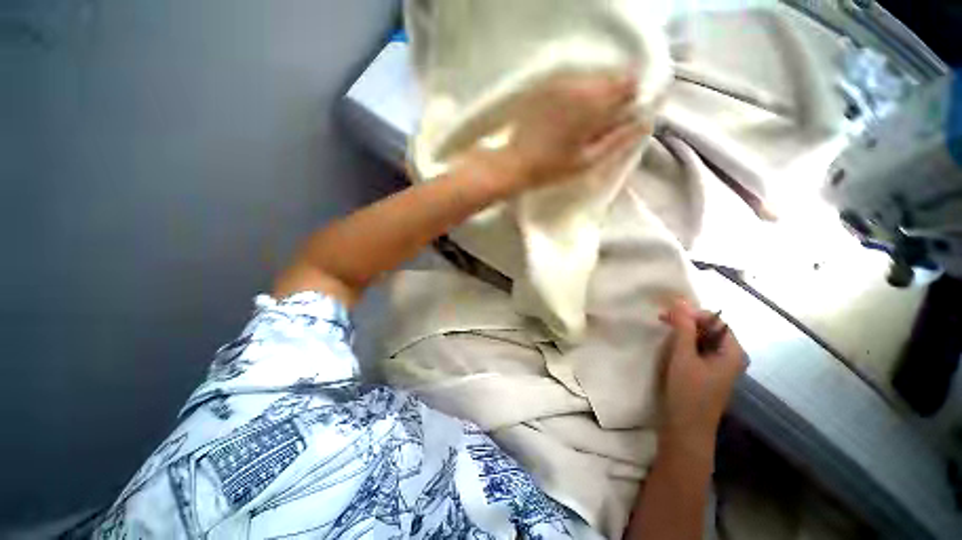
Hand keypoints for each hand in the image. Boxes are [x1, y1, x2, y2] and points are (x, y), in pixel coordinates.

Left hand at [490, 71, 650, 192]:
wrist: (513, 164)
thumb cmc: (551, 169)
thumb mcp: (588, 161)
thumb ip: (619, 139)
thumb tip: (645, 121)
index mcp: (593, 103)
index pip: (628, 83)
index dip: (629, 99)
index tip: (619, 119)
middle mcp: (578, 85)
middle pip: (610, 77)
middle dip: (612, 96)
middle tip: (598, 125)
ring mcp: (558, 84)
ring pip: (590, 78)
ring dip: (594, 94)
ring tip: (581, 122)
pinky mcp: (544, 89)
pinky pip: (571, 82)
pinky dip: (576, 94)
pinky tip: (566, 116)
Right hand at [659, 300, 746, 450]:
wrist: (686, 428)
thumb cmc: (688, 391)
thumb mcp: (683, 356)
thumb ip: (683, 327)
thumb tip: (680, 300)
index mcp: (733, 352)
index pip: (716, 321)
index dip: (693, 313)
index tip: (669, 313)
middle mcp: (731, 357)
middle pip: (710, 329)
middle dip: (687, 322)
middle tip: (662, 319)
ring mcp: (721, 366)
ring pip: (703, 339)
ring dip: (683, 332)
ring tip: (664, 331)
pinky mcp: (709, 373)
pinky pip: (699, 350)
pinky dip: (685, 344)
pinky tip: (672, 346)